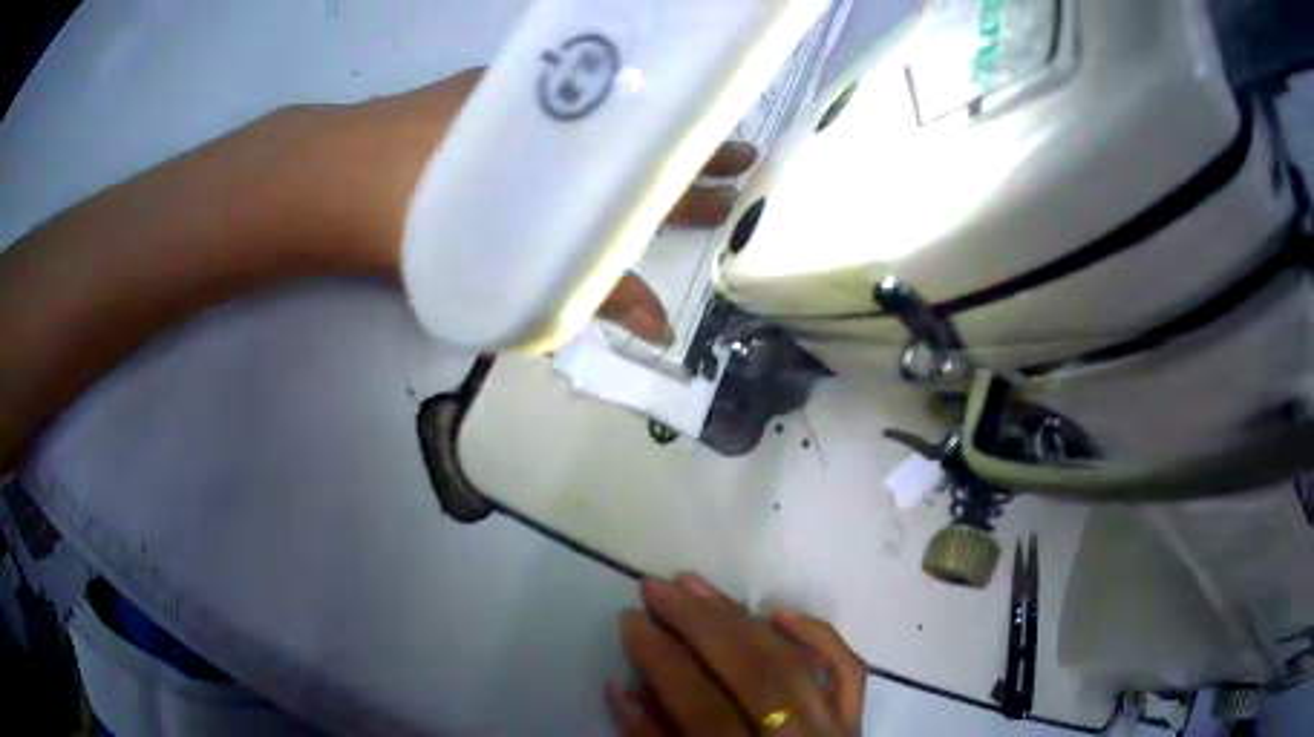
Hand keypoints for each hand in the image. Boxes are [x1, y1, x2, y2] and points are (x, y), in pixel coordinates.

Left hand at [331, 69, 757, 344]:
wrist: (355, 174)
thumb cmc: (431, 231)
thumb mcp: (518, 273)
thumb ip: (591, 295)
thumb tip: (659, 331)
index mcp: (585, 175)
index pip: (662, 186)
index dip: (704, 191)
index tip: (740, 184)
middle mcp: (574, 126)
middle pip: (647, 142)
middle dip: (694, 152)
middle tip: (739, 155)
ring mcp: (540, 97)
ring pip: (615, 112)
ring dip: (650, 126)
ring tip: (684, 133)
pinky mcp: (504, 82)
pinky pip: (570, 92)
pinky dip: (598, 101)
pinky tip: (608, 105)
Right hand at [609, 574, 866, 735]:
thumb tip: (622, 688)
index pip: (703, 709)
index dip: (662, 661)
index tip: (630, 618)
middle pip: (756, 674)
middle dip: (701, 625)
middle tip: (658, 587)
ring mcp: (837, 731)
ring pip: (796, 663)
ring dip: (743, 619)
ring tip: (699, 585)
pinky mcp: (855, 722)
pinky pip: (846, 670)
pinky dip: (817, 635)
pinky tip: (779, 611)